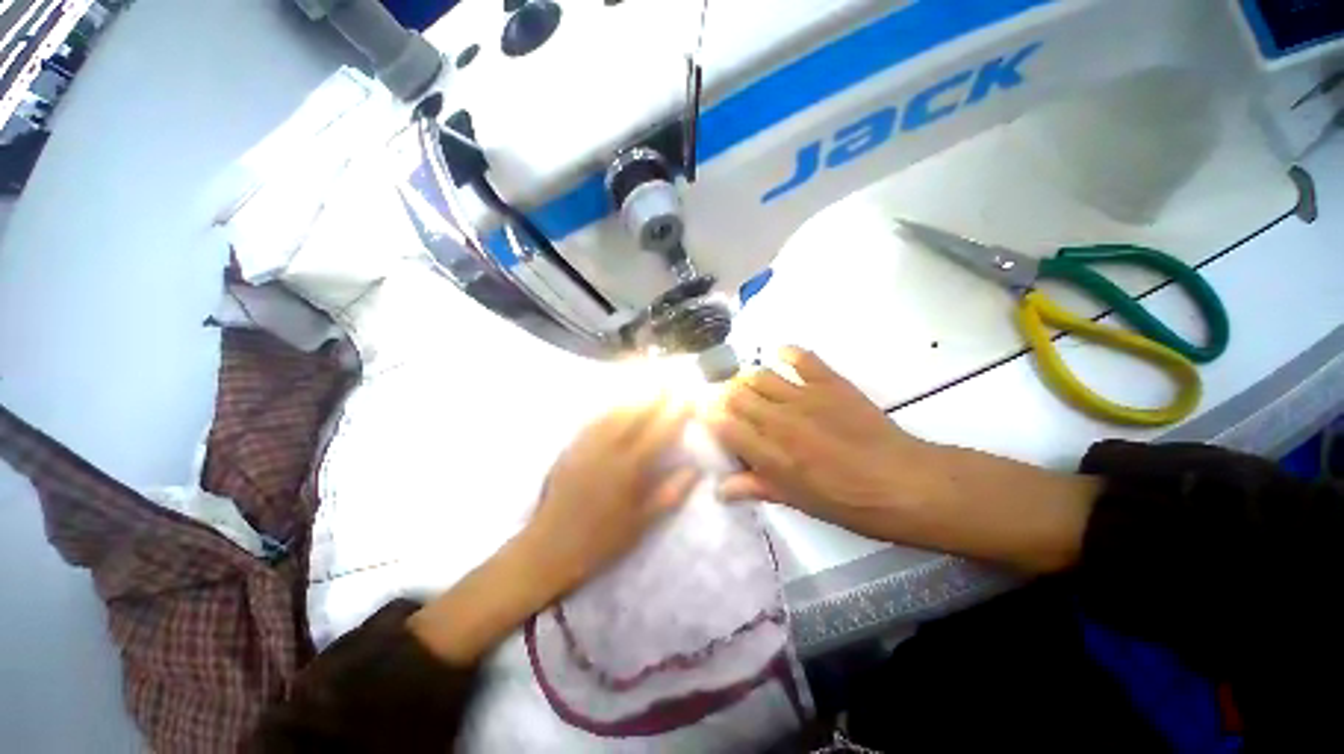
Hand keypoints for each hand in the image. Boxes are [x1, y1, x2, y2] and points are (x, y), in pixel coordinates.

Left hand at [409, 393, 699, 665]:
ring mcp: (586, 445)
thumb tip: (695, 469)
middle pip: (635, 413)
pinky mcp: (571, 447)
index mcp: (629, 469)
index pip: (659, 432)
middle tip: (669, 377)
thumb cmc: (600, 541)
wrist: (548, 548)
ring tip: (647, 380)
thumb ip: (670, 493)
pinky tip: (616, 400)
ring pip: (613, 410)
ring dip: (633, 393)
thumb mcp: (641, 524)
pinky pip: (594, 419)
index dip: (675, 412)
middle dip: (654, 393)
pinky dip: (610, 405)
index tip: (688, 396)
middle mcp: (608, 450)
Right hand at [704, 346, 933, 540]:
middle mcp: (779, 420)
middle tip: (729, 404)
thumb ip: (755, 487)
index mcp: (770, 455)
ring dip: (749, 379)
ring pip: (760, 375)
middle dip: (726, 398)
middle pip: (736, 395)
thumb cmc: (848, 501)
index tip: (709, 419)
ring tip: (752, 387)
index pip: (723, 426)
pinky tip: (781, 355)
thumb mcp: (797, 501)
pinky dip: (788, 353)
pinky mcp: (829, 382)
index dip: (710, 419)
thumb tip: (719, 489)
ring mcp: (804, 397)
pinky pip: (801, 358)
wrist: (903, 483)